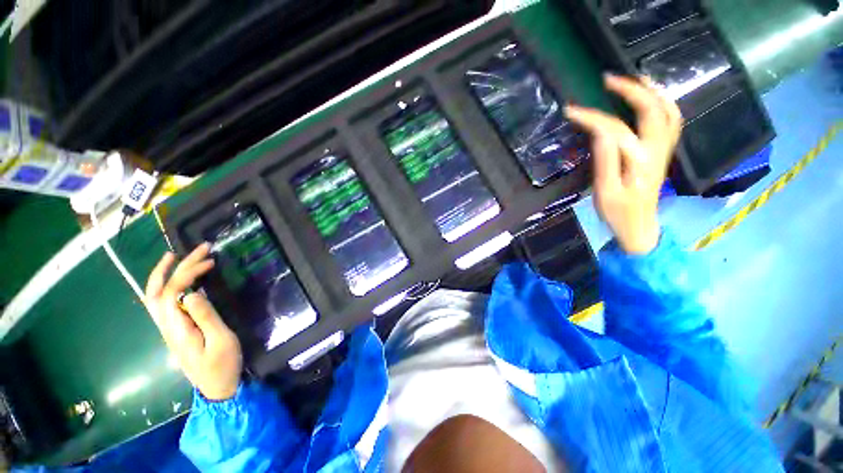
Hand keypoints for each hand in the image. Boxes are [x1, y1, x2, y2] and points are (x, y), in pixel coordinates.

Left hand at [144, 243, 242, 400]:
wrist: (216, 387)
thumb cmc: (222, 365)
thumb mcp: (220, 341)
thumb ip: (205, 317)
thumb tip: (192, 293)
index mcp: (177, 328)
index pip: (172, 292)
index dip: (187, 272)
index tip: (210, 261)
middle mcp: (167, 326)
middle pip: (158, 291)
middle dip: (173, 267)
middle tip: (195, 249)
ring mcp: (169, 329)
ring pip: (154, 297)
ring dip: (164, 274)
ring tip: (175, 257)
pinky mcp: (176, 330)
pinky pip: (163, 303)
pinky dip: (168, 286)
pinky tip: (180, 281)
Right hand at [565, 74, 682, 253]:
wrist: (639, 227)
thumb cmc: (618, 213)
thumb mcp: (605, 191)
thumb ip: (605, 161)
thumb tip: (600, 132)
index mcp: (639, 160)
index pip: (615, 129)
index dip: (592, 117)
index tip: (571, 110)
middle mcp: (657, 149)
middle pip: (651, 109)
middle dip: (631, 90)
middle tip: (608, 80)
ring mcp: (664, 150)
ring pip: (668, 111)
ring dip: (652, 91)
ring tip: (634, 80)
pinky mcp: (662, 153)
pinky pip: (671, 121)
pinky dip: (663, 105)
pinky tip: (650, 100)